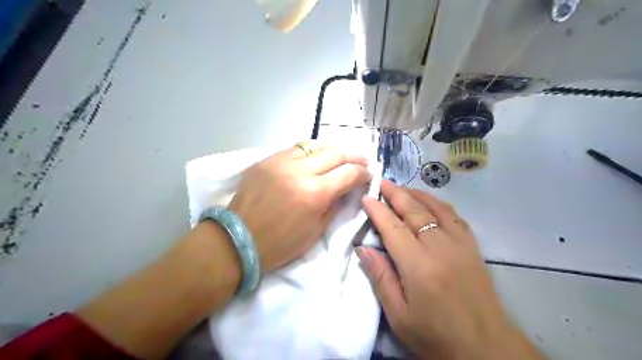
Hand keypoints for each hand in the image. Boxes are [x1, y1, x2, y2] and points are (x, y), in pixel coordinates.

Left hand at [230, 142, 370, 271]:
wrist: (238, 240)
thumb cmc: (280, 244)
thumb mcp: (316, 230)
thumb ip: (334, 205)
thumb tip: (346, 189)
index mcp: (314, 193)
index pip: (348, 173)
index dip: (363, 173)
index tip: (368, 175)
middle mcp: (299, 171)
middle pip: (334, 153)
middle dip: (353, 156)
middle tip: (361, 160)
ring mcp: (280, 162)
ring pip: (314, 145)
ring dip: (331, 151)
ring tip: (339, 157)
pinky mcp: (266, 160)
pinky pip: (293, 150)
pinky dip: (308, 153)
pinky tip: (312, 160)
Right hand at [359, 181, 543, 359]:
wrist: (485, 347)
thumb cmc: (436, 335)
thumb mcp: (399, 316)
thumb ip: (381, 278)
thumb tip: (363, 249)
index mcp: (418, 266)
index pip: (393, 228)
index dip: (378, 211)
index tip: (366, 197)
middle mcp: (439, 247)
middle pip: (414, 211)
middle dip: (396, 194)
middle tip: (382, 183)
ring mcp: (459, 244)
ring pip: (435, 208)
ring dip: (417, 194)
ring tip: (402, 188)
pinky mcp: (472, 247)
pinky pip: (454, 216)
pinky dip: (439, 204)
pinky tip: (430, 202)